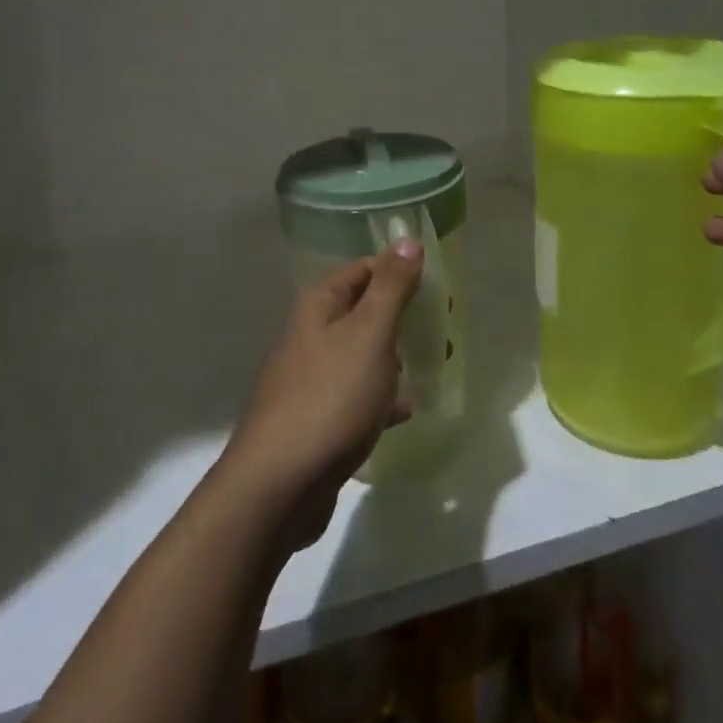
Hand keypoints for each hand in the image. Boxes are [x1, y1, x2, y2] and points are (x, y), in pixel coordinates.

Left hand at [222, 242, 421, 547]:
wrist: (280, 483)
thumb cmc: (331, 397)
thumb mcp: (370, 334)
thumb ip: (391, 287)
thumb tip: (406, 238)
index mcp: (319, 306)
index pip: (364, 270)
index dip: (400, 273)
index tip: (437, 289)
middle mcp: (310, 335)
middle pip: (363, 312)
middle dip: (401, 318)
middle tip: (442, 328)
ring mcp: (311, 378)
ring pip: (362, 355)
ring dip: (394, 358)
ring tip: (433, 364)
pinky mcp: (316, 419)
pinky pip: (356, 397)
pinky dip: (380, 398)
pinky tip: (404, 411)